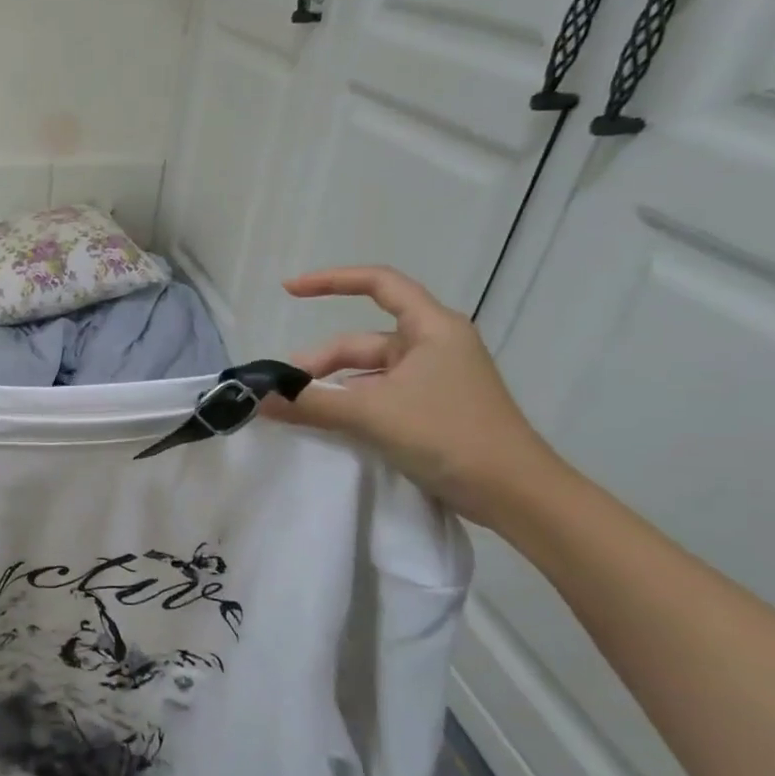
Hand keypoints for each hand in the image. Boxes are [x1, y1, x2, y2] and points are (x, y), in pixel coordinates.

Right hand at [262, 266, 562, 527]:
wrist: (515, 494)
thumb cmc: (449, 435)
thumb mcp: (372, 414)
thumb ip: (312, 403)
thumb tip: (259, 397)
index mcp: (431, 328)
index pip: (378, 284)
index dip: (331, 281)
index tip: (288, 290)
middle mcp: (433, 346)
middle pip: (362, 340)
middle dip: (320, 362)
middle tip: (282, 390)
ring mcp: (434, 379)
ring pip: (367, 372)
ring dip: (332, 388)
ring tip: (296, 410)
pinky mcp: (431, 410)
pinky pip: (379, 396)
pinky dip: (350, 405)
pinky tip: (326, 424)